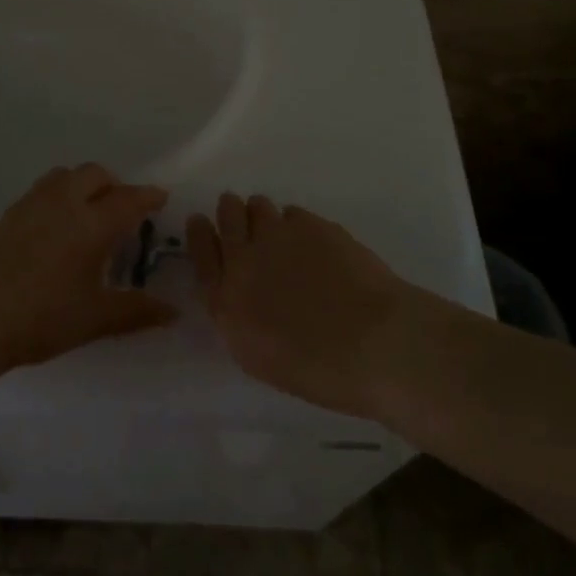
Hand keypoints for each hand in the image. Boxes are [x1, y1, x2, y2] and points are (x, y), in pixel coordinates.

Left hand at [0, 164, 177, 375]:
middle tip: (122, 210)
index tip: (160, 197)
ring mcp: (31, 204)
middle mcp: (63, 203)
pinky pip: (42, 190)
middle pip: (95, 174)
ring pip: (64, 176)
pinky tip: (54, 228)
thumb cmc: (42, 317)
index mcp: (91, 223)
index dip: (148, 196)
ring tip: (87, 212)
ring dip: (83, 184)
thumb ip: (137, 311)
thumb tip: (173, 312)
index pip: (128, 199)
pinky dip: (58, 196)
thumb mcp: (95, 319)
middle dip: (114, 185)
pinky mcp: (7, 214)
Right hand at [187, 193, 420, 418]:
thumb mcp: (261, 357)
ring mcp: (279, 236)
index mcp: (227, 300)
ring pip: (258, 206)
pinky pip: (293, 213)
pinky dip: (296, 224)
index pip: (201, 252)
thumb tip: (240, 295)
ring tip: (278, 230)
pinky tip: (312, 243)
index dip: (199, 233)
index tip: (200, 221)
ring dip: (261, 214)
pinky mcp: (312, 224)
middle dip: (230, 212)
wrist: (376, 344)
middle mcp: (244, 259)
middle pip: (226, 216)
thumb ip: (239, 318)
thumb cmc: (319, 370)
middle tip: (239, 216)